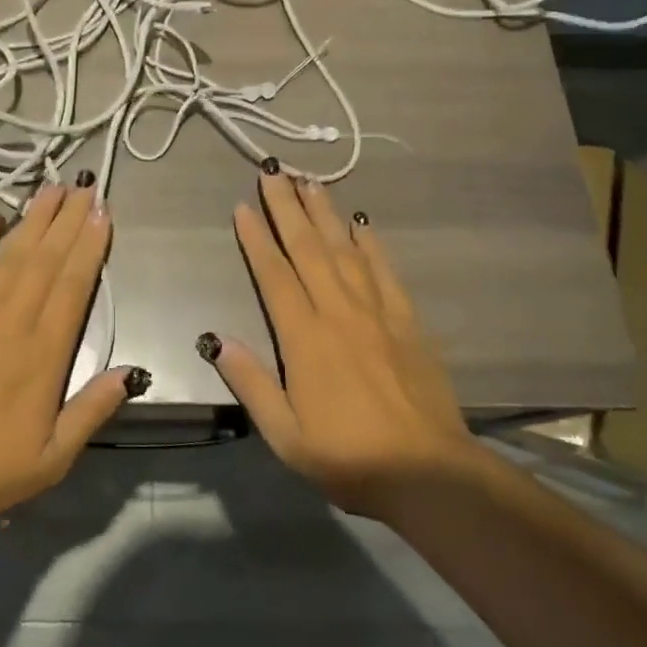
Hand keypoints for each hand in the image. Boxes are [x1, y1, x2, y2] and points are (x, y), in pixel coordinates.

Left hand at [0, 183, 144, 521]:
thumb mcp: (54, 456)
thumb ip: (93, 409)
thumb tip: (133, 371)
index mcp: (45, 352)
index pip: (73, 285)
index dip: (90, 245)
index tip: (102, 212)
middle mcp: (14, 320)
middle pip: (47, 259)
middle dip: (69, 219)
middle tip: (85, 185)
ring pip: (13, 254)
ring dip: (34, 219)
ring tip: (52, 188)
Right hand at [202, 168, 480, 516]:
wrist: (429, 474)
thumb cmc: (349, 458)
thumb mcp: (286, 435)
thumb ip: (252, 384)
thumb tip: (217, 340)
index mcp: (305, 338)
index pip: (274, 276)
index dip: (256, 239)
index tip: (243, 207)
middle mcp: (339, 313)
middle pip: (308, 249)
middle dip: (287, 208)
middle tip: (273, 172)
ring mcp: (377, 313)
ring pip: (345, 250)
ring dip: (325, 213)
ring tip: (310, 182)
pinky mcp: (407, 321)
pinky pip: (385, 272)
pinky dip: (371, 244)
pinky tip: (361, 222)